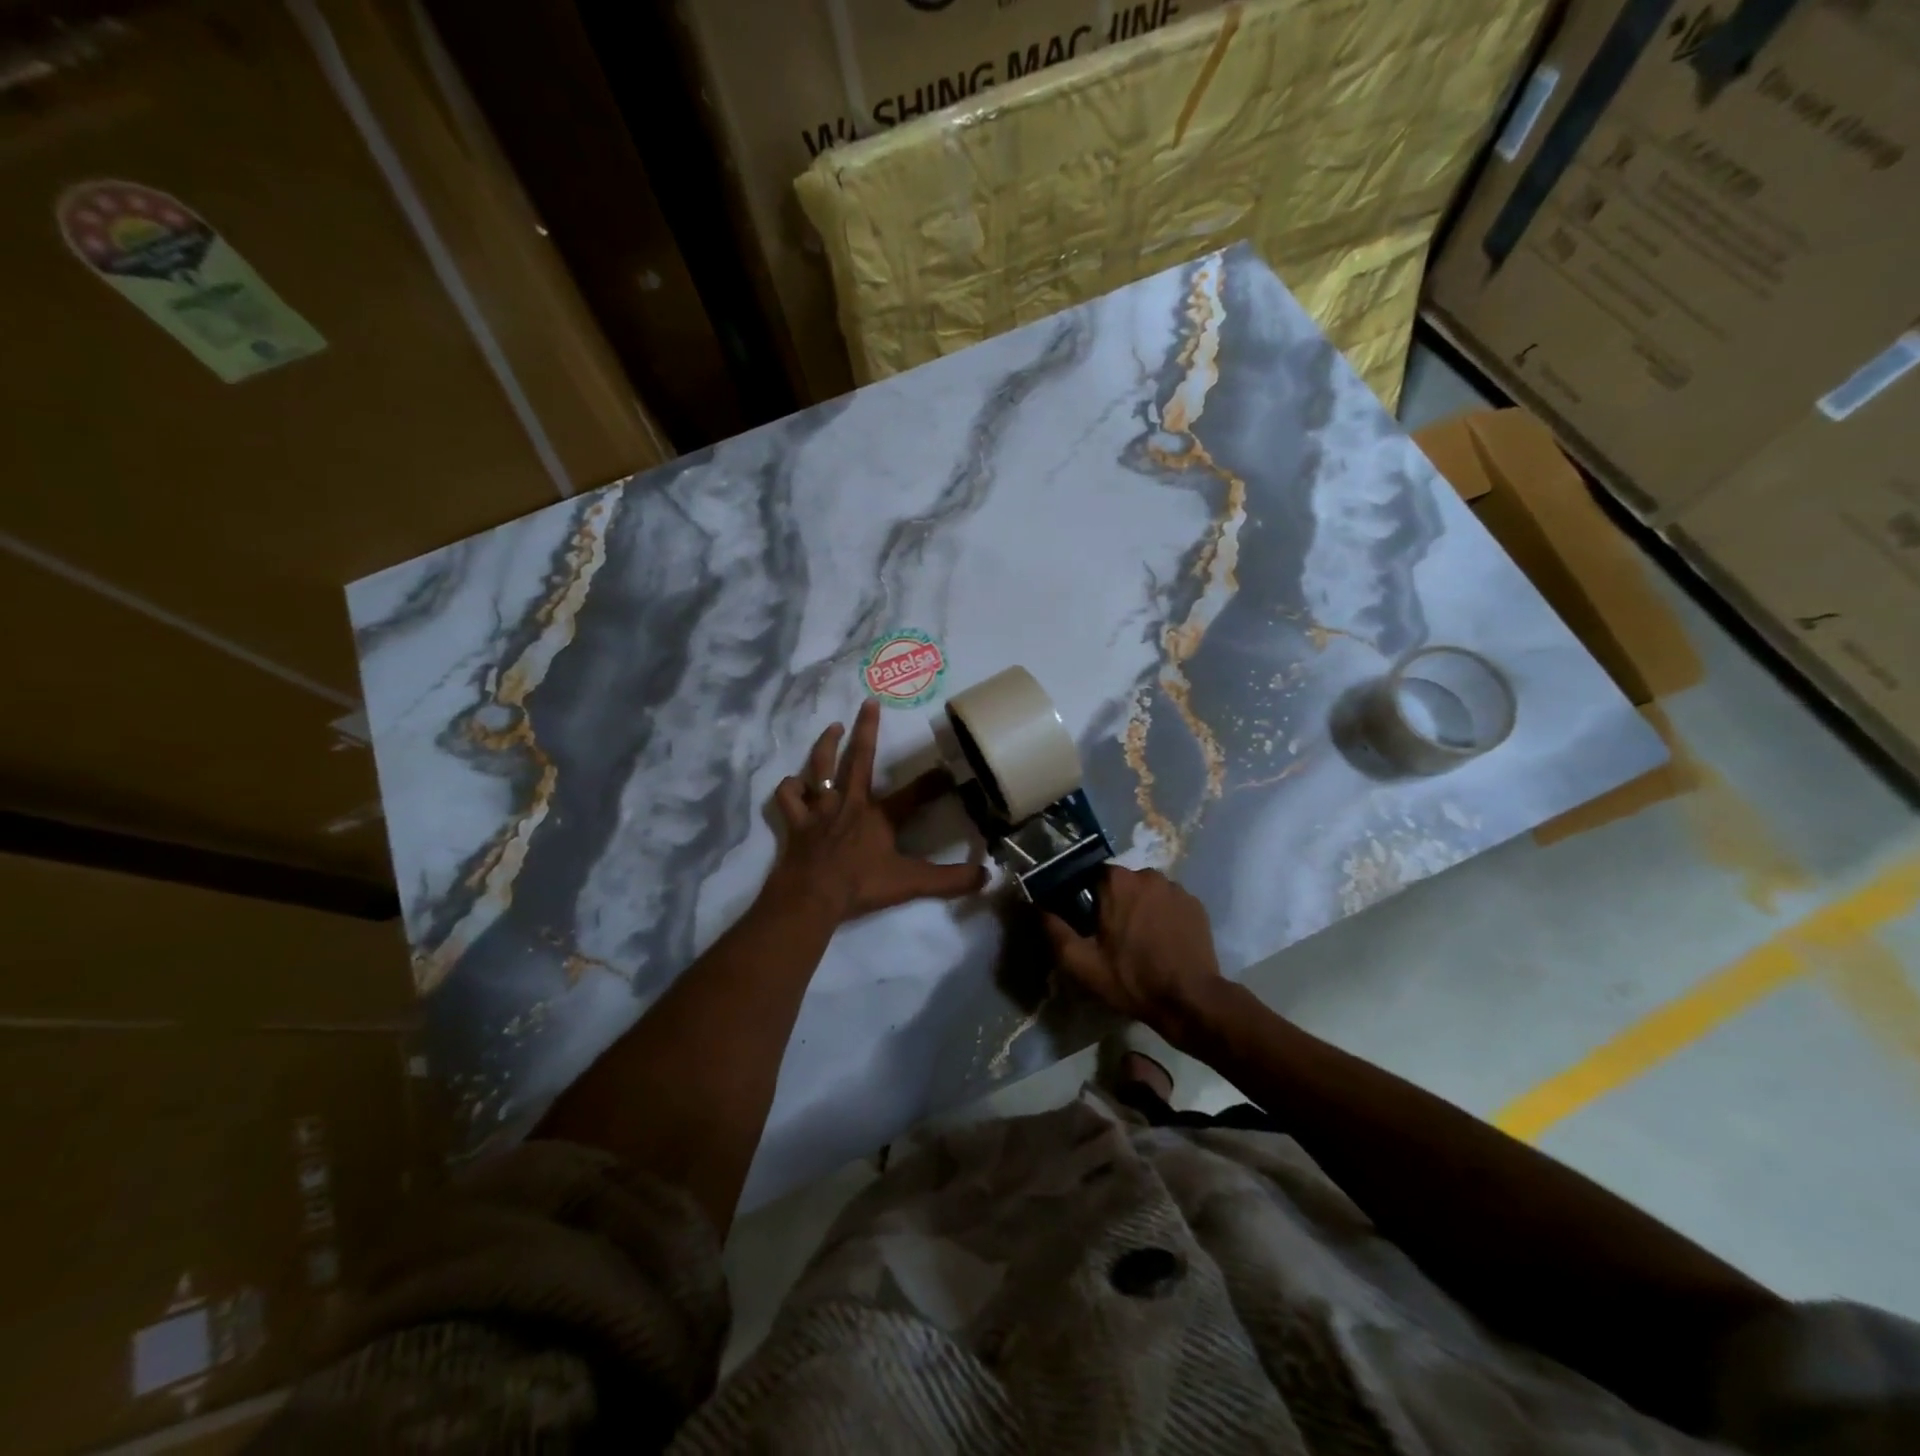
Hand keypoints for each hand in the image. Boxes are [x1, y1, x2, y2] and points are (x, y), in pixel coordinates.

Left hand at [766, 700, 986, 923]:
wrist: (811, 897)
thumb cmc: (861, 886)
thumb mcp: (911, 884)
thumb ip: (950, 880)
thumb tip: (986, 878)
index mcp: (879, 816)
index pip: (913, 794)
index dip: (933, 782)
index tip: (948, 769)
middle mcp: (850, 803)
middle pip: (859, 759)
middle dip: (866, 729)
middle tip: (869, 702)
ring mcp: (820, 810)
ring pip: (821, 767)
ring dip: (826, 744)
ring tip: (833, 726)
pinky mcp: (797, 823)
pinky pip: (789, 798)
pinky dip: (790, 788)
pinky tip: (793, 782)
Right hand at [1045, 866, 1225, 1045]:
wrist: (1190, 1000)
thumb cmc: (1131, 979)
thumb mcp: (1081, 963)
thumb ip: (1054, 931)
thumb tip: (1035, 907)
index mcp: (1116, 881)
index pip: (1091, 876)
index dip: (1086, 898)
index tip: (1086, 922)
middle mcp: (1147, 874)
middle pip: (1121, 884)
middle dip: (1114, 903)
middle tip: (1112, 937)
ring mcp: (1176, 888)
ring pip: (1147, 892)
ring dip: (1140, 908)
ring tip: (1141, 941)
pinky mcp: (1196, 904)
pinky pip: (1170, 903)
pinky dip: (1163, 916)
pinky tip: (1163, 942)